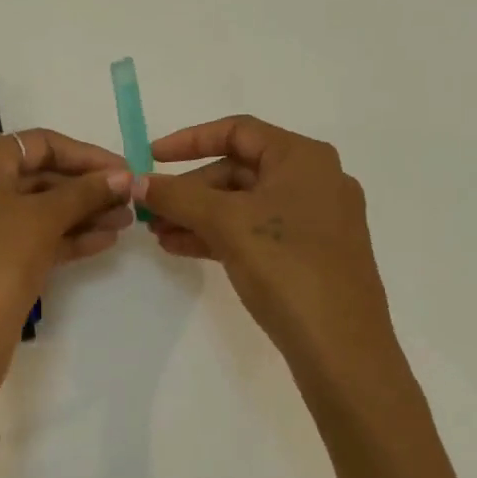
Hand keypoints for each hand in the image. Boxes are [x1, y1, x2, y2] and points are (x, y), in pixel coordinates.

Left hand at [0, 129, 132, 409]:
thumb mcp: (43, 221)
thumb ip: (86, 192)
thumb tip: (124, 175)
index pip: (38, 143)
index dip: (87, 155)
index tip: (126, 171)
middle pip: (37, 175)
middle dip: (86, 189)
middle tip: (130, 200)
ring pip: (34, 209)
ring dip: (80, 214)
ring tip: (126, 223)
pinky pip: (26, 235)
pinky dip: (61, 236)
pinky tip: (103, 240)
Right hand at [136, 115, 399, 374]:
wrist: (340, 346)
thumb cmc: (286, 266)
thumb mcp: (226, 224)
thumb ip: (178, 196)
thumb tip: (135, 182)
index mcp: (303, 158)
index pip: (238, 131)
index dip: (189, 141)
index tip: (151, 158)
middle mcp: (314, 180)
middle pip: (239, 170)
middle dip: (190, 190)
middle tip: (150, 210)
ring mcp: (315, 220)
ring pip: (244, 205)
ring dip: (198, 215)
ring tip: (157, 233)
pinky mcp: (309, 254)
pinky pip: (256, 231)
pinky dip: (219, 235)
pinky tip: (181, 248)